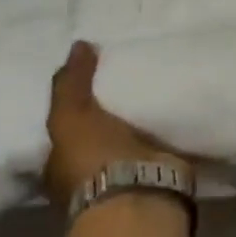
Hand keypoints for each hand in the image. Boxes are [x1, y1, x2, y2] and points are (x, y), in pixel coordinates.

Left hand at [43, 41, 180, 204]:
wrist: (139, 192)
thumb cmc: (92, 158)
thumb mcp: (70, 115)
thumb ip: (71, 82)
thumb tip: (79, 44)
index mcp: (60, 165)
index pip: (63, 131)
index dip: (74, 107)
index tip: (91, 81)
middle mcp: (90, 174)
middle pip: (98, 135)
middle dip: (110, 113)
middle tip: (127, 77)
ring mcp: (125, 176)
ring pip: (131, 139)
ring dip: (141, 121)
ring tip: (156, 85)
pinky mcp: (158, 173)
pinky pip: (160, 143)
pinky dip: (166, 129)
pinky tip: (175, 105)